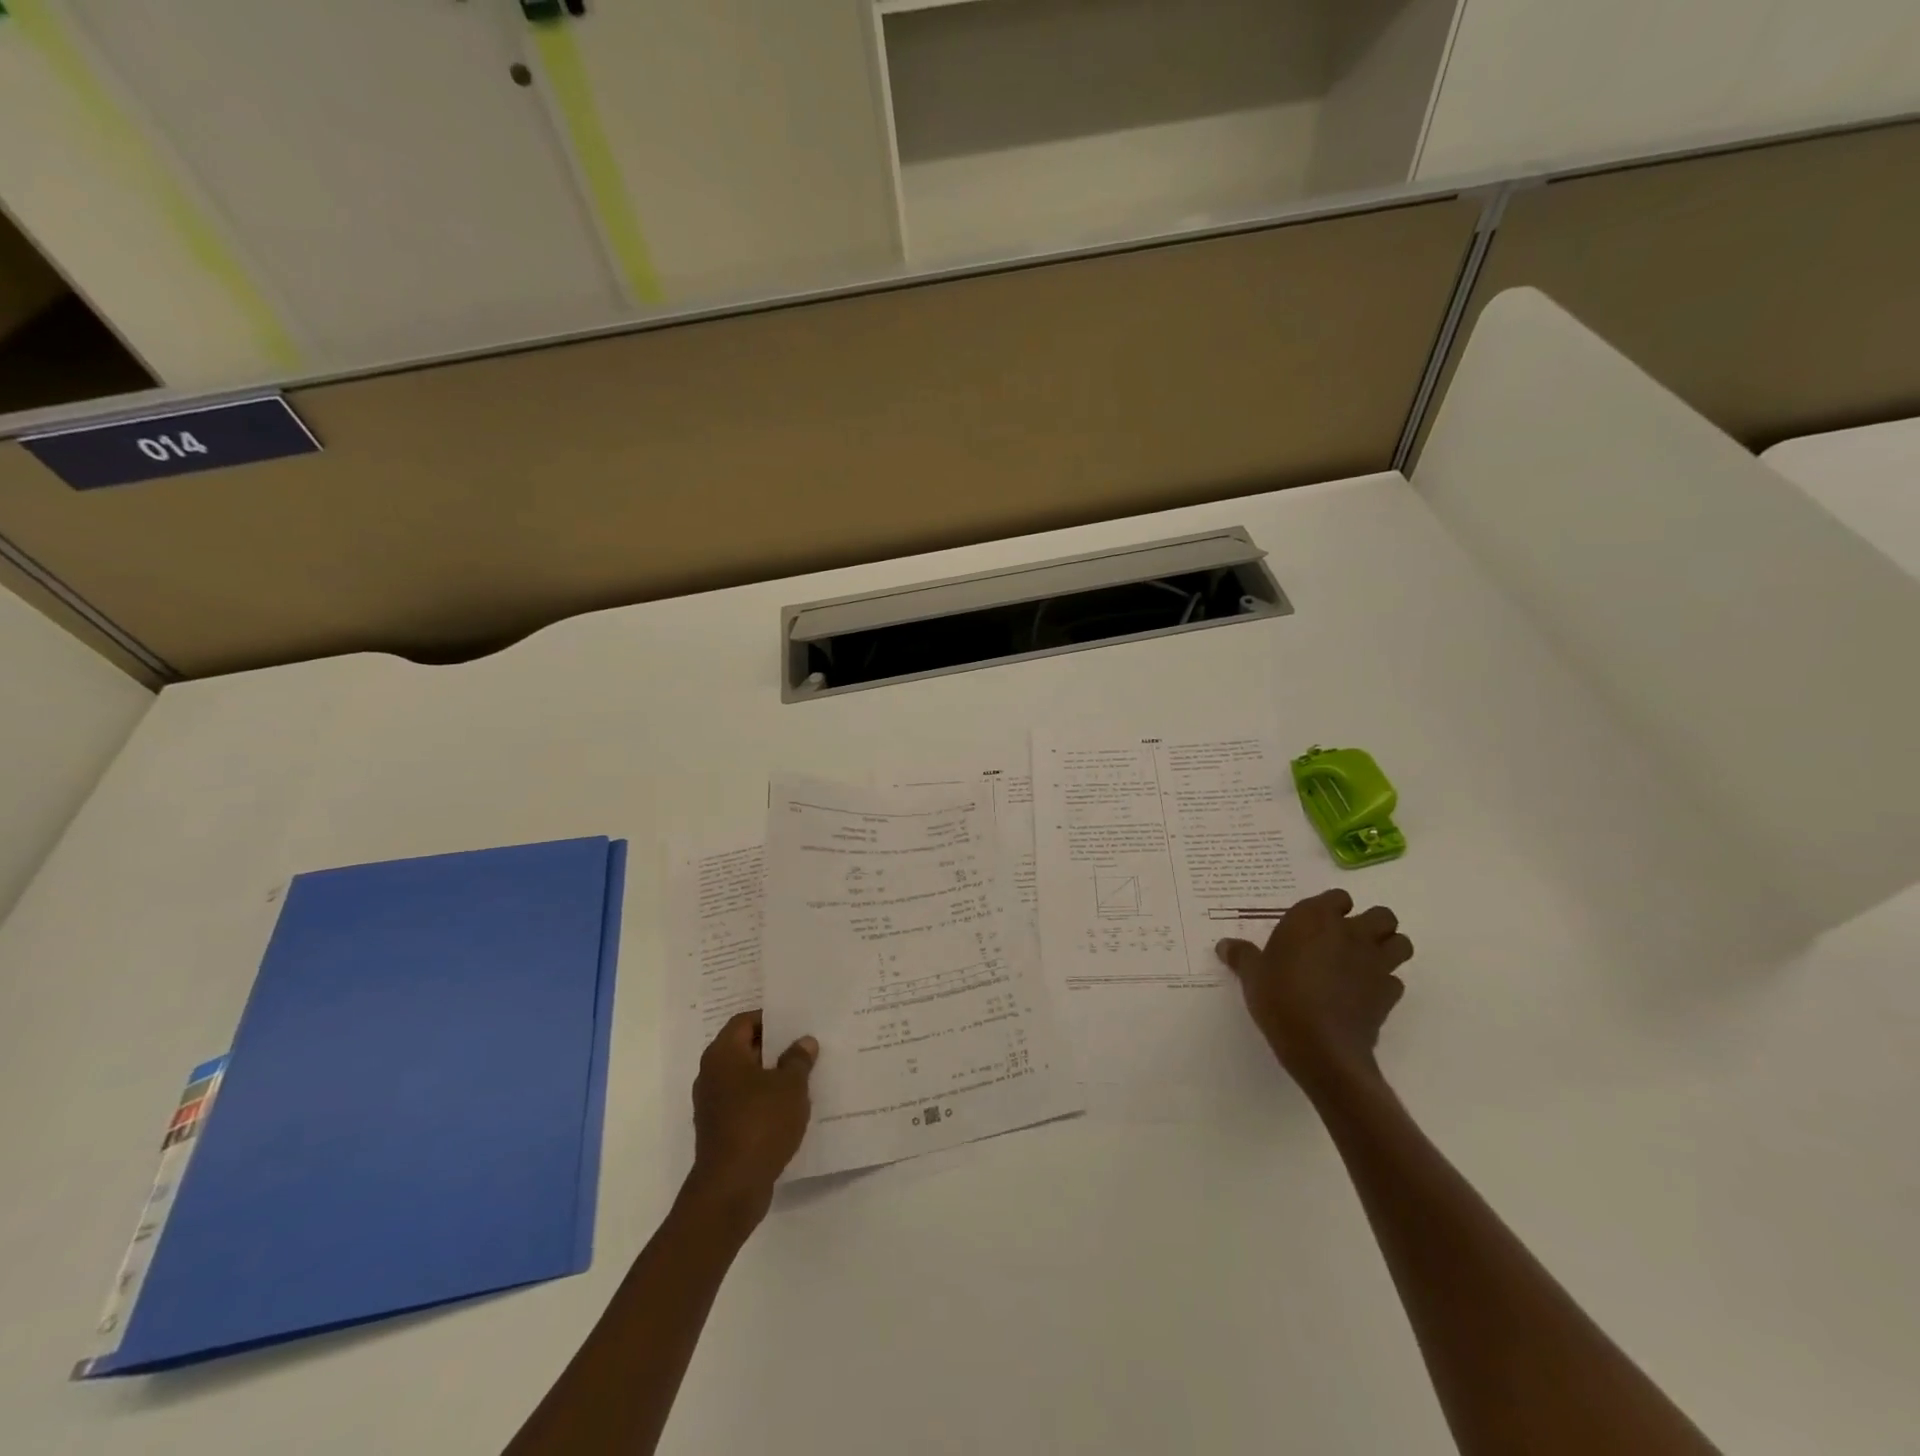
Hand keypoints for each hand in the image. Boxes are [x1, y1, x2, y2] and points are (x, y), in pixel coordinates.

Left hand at [686, 1012, 817, 1225]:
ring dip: (772, 1076)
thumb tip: (803, 1042)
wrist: (731, 1188)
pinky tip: (792, 1107)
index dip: (771, 1018)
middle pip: (745, 1048)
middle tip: (806, 1044)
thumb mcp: (790, 1086)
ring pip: (746, 1078)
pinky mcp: (720, 1130)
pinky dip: (765, 1101)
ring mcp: (713, 1105)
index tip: (797, 1021)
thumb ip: (798, 1060)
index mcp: (722, 1055)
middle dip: (775, 1047)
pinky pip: (745, 1103)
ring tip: (805, 1074)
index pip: (745, 1021)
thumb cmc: (760, 1124)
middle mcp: (712, 1075)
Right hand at [1216, 888, 1413, 1091]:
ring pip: (1401, 943)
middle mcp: (1351, 934)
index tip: (1316, 924)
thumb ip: (1241, 956)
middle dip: (1372, 924)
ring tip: (1365, 962)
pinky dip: (1384, 984)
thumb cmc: (1279, 997)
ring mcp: (1375, 963)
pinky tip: (1364, 995)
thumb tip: (1224, 945)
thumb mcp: (1251, 975)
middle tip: (1347, 940)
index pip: (1338, 897)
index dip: (1331, 909)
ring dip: (1388, 948)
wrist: (1320, 1047)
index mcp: (1315, 919)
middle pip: (1382, 915)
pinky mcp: (1389, 995)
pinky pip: (1395, 981)